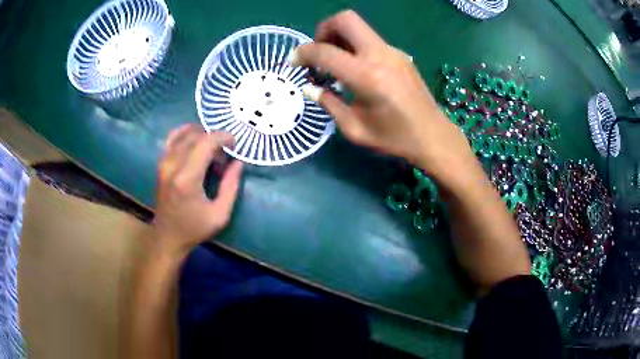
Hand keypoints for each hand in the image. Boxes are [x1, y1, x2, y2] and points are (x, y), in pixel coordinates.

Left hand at [151, 124, 242, 260]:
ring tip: (212, 147)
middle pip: (195, 136)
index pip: (205, 143)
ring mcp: (164, 163)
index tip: (234, 142)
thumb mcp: (220, 214)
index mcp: (187, 179)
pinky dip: (185, 134)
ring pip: (183, 134)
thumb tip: (238, 162)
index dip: (222, 137)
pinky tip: (195, 139)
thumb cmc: (194, 229)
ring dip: (200, 135)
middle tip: (225, 152)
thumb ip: (231, 186)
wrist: (167, 237)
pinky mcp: (160, 164)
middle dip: (213, 138)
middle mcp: (172, 165)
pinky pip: (172, 139)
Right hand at [291, 10, 474, 180]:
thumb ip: (329, 104)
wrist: (433, 136)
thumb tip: (310, 88)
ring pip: (359, 27)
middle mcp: (379, 55)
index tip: (294, 61)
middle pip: (346, 19)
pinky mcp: (400, 55)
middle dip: (324, 29)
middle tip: (319, 51)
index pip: (324, 51)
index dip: (302, 53)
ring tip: (336, 63)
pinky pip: (371, 40)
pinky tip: (357, 70)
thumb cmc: (394, 138)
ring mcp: (393, 52)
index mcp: (366, 76)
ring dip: (340, 37)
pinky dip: (356, 47)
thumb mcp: (355, 129)